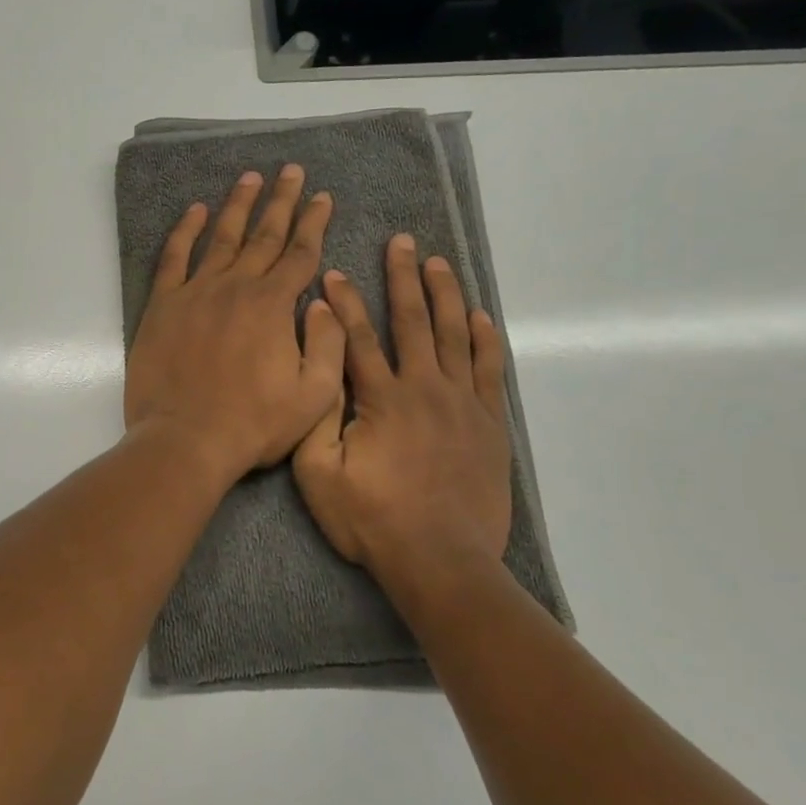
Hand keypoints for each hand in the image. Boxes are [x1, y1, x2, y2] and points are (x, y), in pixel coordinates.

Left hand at [125, 165, 344, 481]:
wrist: (186, 440)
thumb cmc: (253, 424)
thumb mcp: (314, 395)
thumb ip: (328, 343)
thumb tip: (324, 302)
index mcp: (274, 306)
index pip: (300, 253)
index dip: (314, 223)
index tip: (323, 197)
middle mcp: (236, 287)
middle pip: (264, 235)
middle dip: (281, 201)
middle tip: (291, 171)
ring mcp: (196, 293)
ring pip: (222, 238)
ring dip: (238, 205)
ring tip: (250, 177)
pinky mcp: (163, 306)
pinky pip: (175, 258)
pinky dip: (186, 231)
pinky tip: (196, 212)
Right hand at [292, 234, 512, 593]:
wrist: (441, 561)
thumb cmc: (371, 519)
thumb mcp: (318, 472)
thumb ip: (316, 412)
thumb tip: (319, 360)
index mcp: (381, 398)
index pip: (357, 338)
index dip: (343, 303)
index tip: (334, 274)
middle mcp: (425, 388)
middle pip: (412, 322)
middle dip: (403, 279)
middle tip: (402, 242)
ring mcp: (463, 404)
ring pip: (454, 336)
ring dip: (444, 296)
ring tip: (438, 263)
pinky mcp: (489, 425)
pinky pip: (489, 371)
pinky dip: (484, 340)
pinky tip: (479, 317)